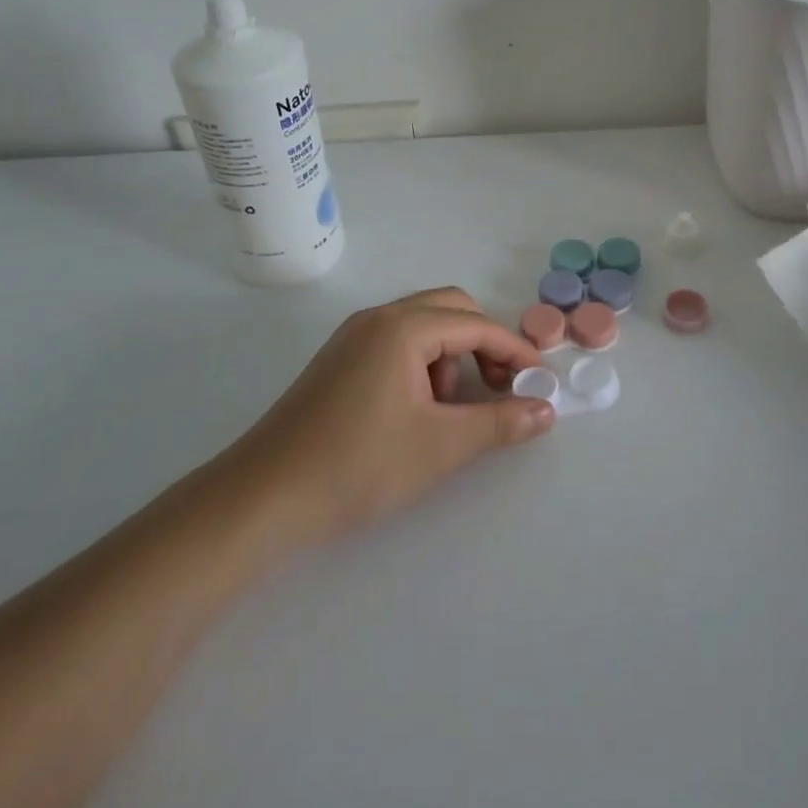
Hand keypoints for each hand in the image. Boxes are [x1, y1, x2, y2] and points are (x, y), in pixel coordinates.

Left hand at [224, 288, 553, 545]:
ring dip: (451, 353)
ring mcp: (354, 336)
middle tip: (496, 388)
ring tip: (449, 407)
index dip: (514, 351)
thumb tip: (546, 410)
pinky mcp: (339, 358)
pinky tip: (416, 407)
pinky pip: (397, 340)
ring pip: (423, 323)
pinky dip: (423, 361)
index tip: (540, 379)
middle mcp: (379, 317)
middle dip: (482, 343)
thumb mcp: (439, 446)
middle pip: (451, 309)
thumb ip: (499, 423)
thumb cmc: (357, 466)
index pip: (476, 325)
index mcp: (403, 327)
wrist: (261, 499)